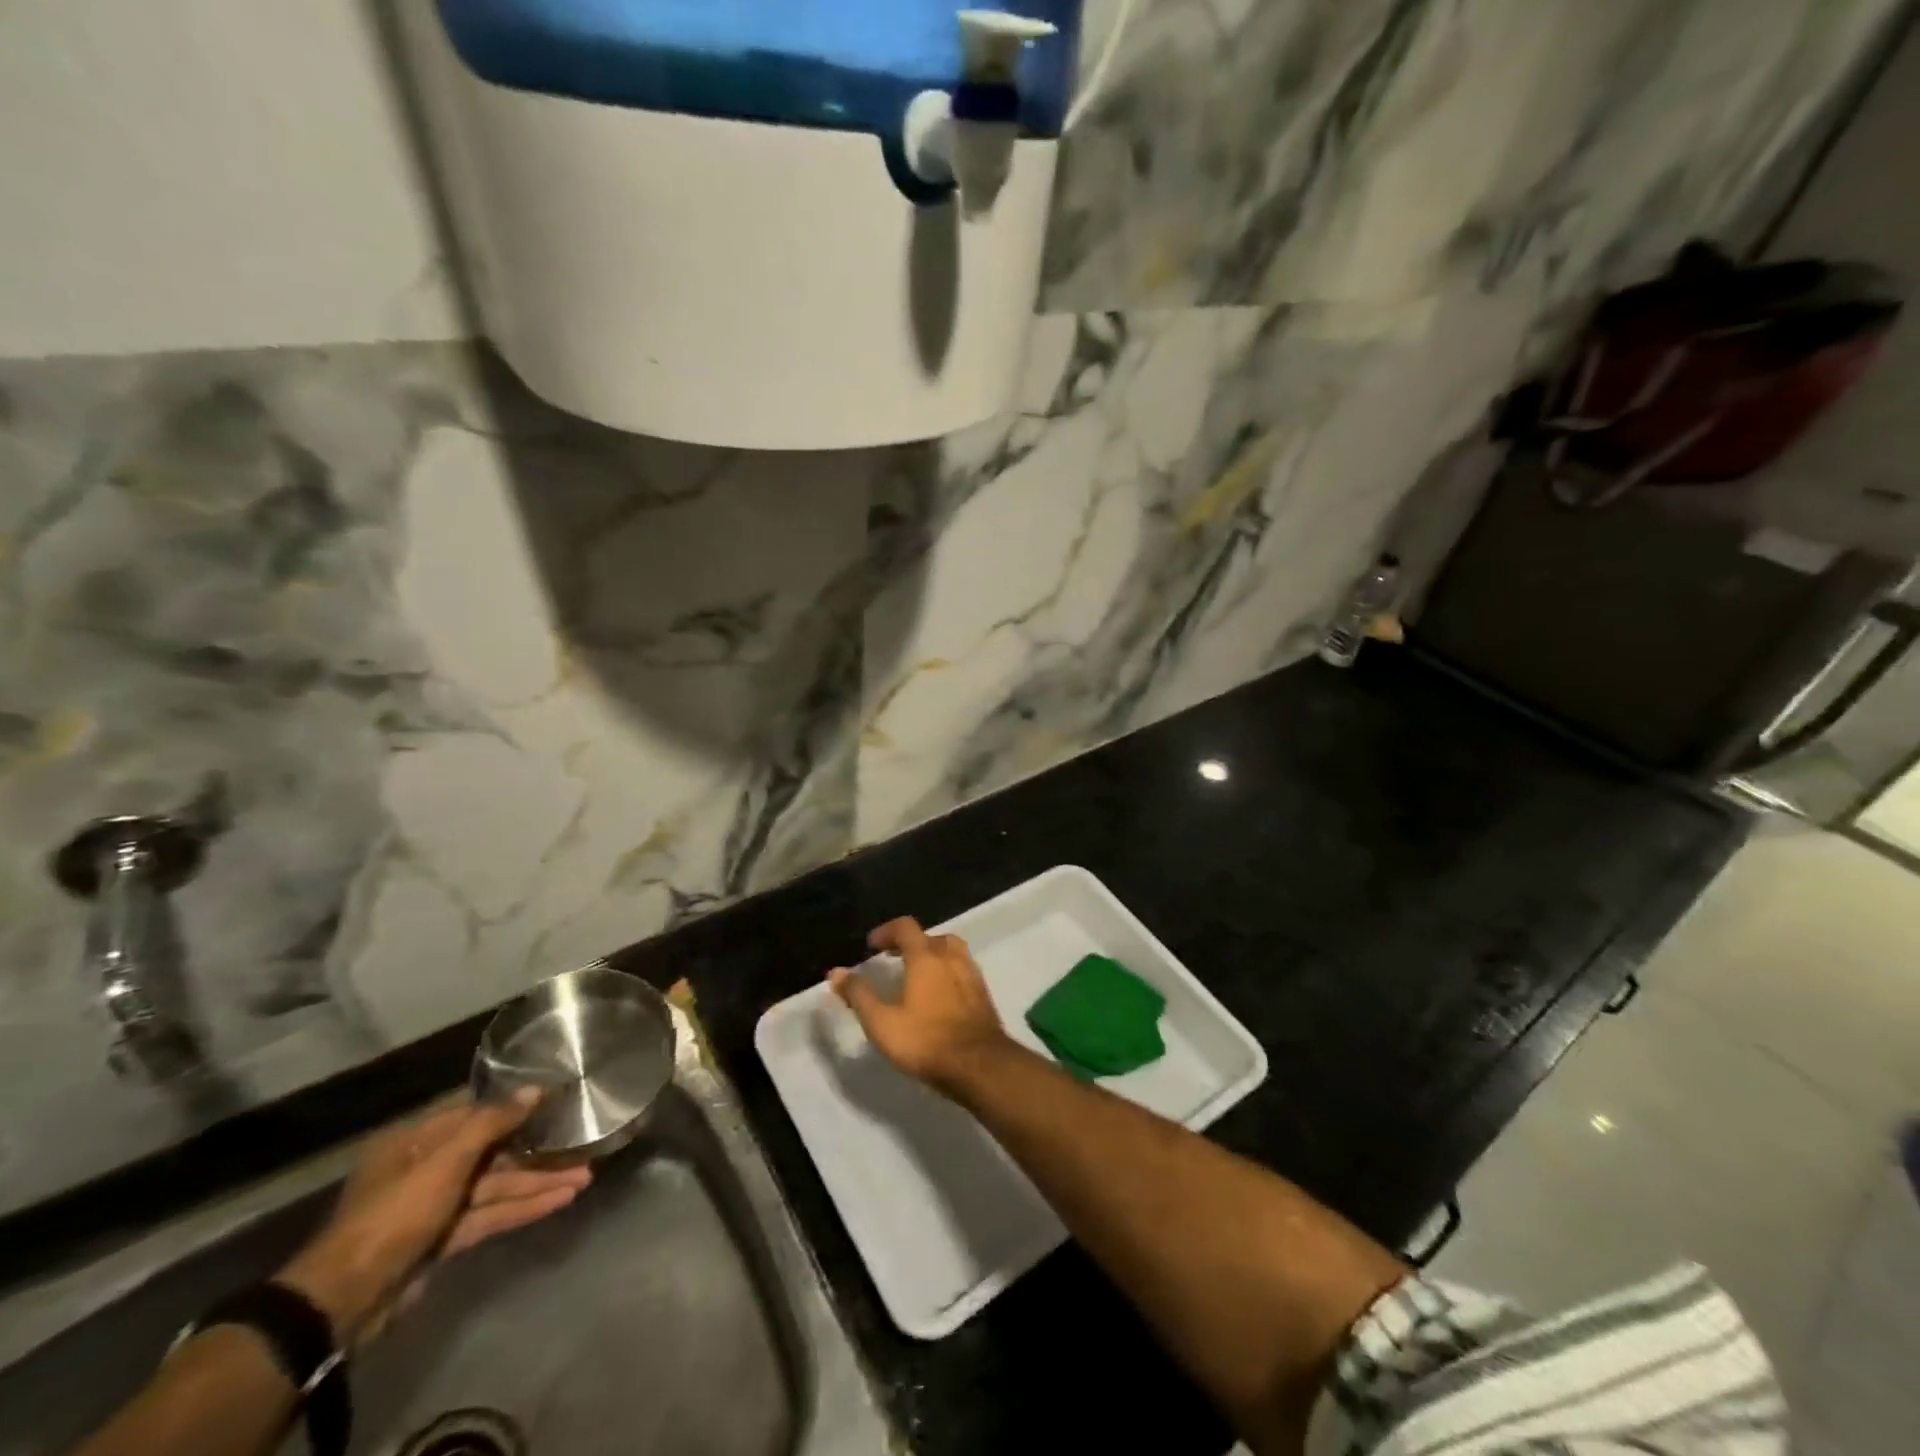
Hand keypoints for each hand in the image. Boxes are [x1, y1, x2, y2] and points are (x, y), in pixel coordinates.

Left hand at [277, 1091, 590, 1346]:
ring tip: (585, 1178)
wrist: (345, 1300)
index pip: (474, 1114)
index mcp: (417, 1141)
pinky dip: (523, 1209)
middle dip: (536, 1153)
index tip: (555, 1101)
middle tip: (580, 1145)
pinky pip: (490, 1215)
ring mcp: (436, 1206)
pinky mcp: (444, 1240)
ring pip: (496, 1187)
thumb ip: (492, 1123)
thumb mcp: (445, 1161)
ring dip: (538, 1183)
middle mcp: (427, 1168)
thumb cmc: (395, 1213)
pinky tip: (559, 1202)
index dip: (515, 1107)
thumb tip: (535, 1089)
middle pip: (491, 1153)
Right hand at [829, 917, 1012, 1093]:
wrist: (979, 1065)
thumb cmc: (925, 1041)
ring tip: (917, 973)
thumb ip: (858, 994)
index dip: (886, 931)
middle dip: (909, 942)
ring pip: (951, 950)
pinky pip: (962, 969)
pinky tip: (939, 993)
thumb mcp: (881, 1022)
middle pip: (930, 936)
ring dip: (932, 954)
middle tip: (892, 957)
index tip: (872, 945)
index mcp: (925, 957)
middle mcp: (951, 957)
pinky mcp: (983, 992)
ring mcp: (971, 973)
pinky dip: (947, 970)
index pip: (906, 927)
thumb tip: (835, 972)